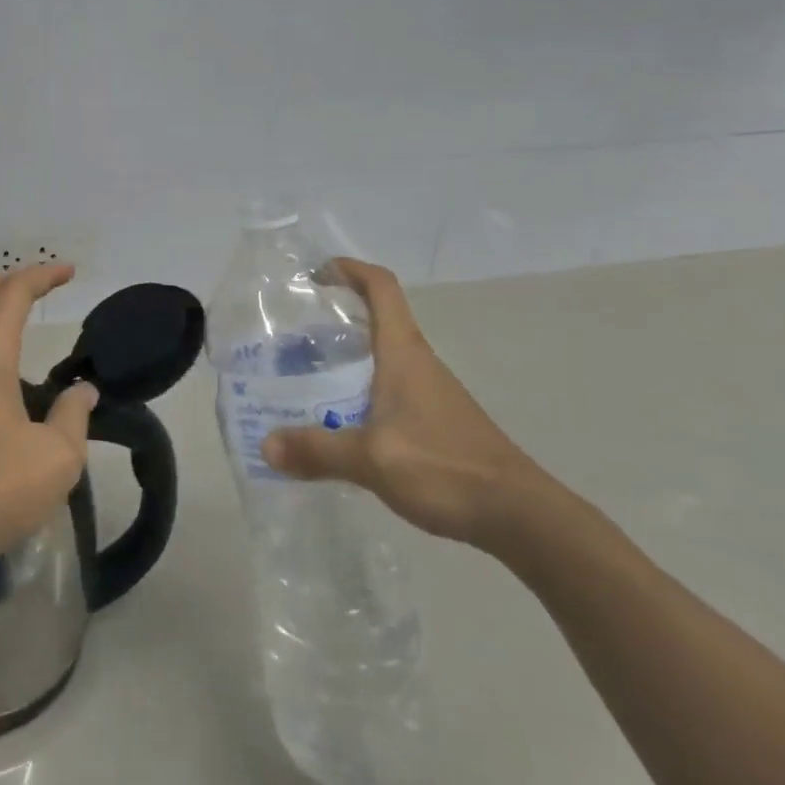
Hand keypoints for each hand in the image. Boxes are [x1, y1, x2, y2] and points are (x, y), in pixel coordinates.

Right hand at [261, 258, 544, 549]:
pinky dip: (359, 388)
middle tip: (293, 333)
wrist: (519, 514)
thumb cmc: (444, 468)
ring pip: (381, 355)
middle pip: (377, 317)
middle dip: (336, 315)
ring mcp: (429, 391)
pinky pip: (388, 387)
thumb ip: (318, 451)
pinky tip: (340, 420)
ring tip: (304, 375)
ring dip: (346, 355)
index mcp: (403, 353)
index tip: (316, 273)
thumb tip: (266, 446)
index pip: (381, 287)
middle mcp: (417, 362)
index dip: (350, 269)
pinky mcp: (435, 420)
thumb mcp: (372, 460)